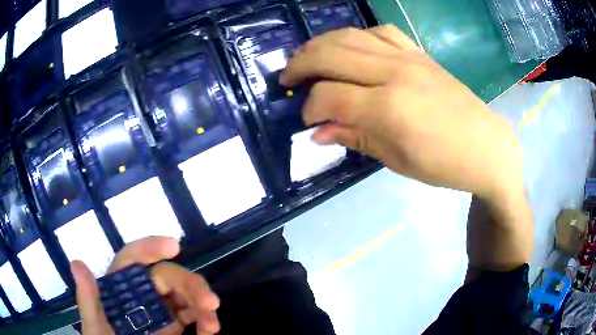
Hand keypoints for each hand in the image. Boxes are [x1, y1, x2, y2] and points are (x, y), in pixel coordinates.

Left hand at [71, 237, 220, 334]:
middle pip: (169, 276)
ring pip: (186, 295)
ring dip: (203, 304)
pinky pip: (194, 315)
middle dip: (191, 285)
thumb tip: (76, 264)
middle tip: (210, 302)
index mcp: (121, 287)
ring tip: (213, 325)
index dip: (152, 247)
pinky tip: (209, 331)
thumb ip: (89, 299)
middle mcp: (143, 293)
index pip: (134, 258)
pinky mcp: (175, 325)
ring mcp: (161, 310)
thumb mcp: (96, 326)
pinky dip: (205, 320)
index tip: (174, 246)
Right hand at [281, 25, 523, 202]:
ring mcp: (408, 58)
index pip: (329, 96)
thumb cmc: (443, 164)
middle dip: (300, 64)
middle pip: (331, 54)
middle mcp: (394, 73)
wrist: (486, 146)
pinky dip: (358, 36)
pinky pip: (382, 32)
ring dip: (322, 43)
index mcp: (388, 108)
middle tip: (286, 77)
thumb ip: (354, 139)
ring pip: (351, 36)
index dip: (309, 108)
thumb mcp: (396, 160)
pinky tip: (352, 47)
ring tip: (308, 56)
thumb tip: (317, 133)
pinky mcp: (419, 53)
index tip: (306, 121)